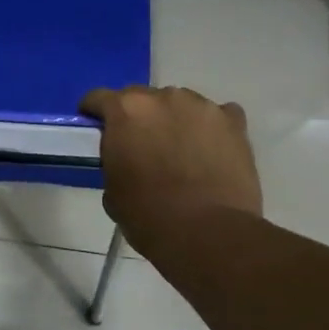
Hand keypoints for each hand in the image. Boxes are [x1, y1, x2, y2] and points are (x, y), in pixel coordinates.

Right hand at [80, 85, 262, 252]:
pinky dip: (211, 128)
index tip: (96, 129)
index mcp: (126, 111)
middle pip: (142, 98)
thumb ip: (115, 161)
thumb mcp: (112, 191)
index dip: (94, 113)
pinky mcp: (234, 122)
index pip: (99, 98)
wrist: (208, 232)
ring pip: (181, 104)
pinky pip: (218, 116)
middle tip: (141, 145)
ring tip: (181, 150)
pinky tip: (211, 150)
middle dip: (138, 117)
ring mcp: (202, 106)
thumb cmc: (149, 215)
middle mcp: (163, 97)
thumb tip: (127, 160)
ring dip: (175, 120)